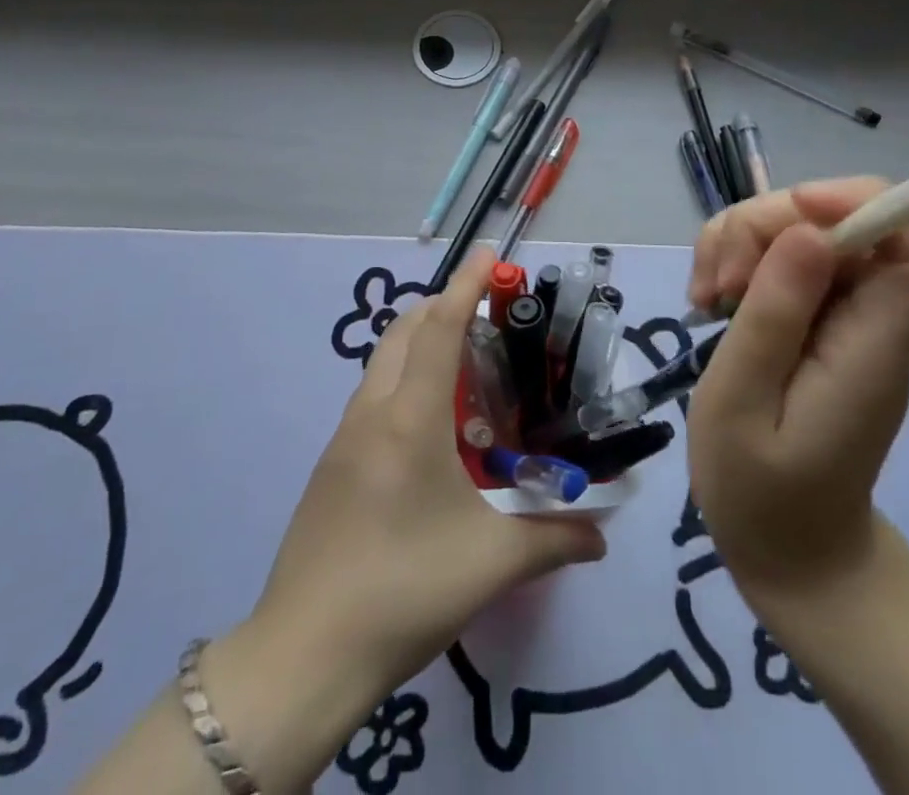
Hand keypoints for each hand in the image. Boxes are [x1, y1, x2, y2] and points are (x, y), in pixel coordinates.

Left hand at [200, 248, 603, 790]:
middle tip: (486, 313)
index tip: (489, 253)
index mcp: (411, 418)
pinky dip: (404, 379)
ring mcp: (344, 437)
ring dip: (420, 342)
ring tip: (465, 365)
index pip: (439, 329)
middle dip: (442, 306)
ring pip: (383, 362)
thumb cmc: (404, 590)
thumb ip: (554, 540)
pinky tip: (430, 426)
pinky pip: (373, 396)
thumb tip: (603, 535)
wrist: (304, 654)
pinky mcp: (331, 464)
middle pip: (404, 331)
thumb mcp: (491, 564)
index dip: (466, 286)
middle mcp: (373, 412)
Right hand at [686, 179, 908, 614]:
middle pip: (837, 223)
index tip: (792, 212)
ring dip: (739, 243)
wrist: (790, 553)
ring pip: (797, 231)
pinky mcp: (811, 320)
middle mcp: (869, 320)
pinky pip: (777, 260)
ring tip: (704, 297)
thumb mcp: (742, 406)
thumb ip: (774, 318)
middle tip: (718, 286)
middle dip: (765, 228)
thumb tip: (809, 231)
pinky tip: (707, 300)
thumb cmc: (761, 496)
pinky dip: (734, 262)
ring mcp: (840, 318)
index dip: (860, 204)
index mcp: (873, 346)